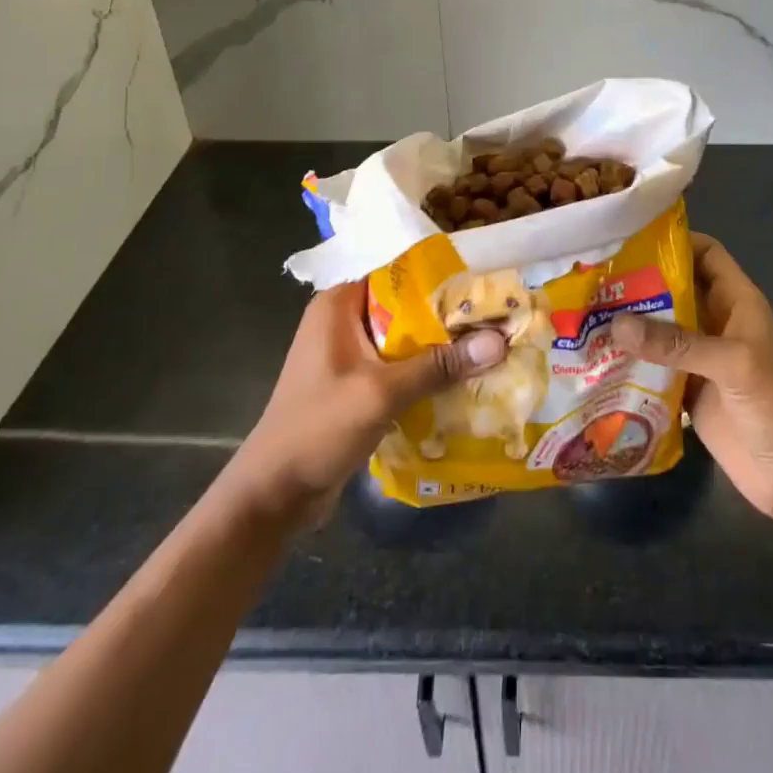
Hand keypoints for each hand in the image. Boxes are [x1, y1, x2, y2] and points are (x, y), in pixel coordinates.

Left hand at [223, 281, 505, 525]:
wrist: (273, 496)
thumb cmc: (318, 428)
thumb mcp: (381, 393)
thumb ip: (438, 365)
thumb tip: (499, 341)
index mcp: (339, 304)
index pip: (401, 277)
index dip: (444, 283)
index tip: (485, 292)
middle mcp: (342, 320)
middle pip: (407, 310)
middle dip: (447, 321)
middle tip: (495, 325)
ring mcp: (346, 355)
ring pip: (404, 342)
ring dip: (439, 352)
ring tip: (487, 352)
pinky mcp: (353, 385)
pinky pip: (396, 369)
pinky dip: (423, 375)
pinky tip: (459, 385)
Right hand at [612, 234, 772, 522]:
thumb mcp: (732, 363)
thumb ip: (676, 343)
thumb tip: (616, 324)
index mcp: (736, 301)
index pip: (706, 254)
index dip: (675, 240)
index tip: (631, 236)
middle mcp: (715, 321)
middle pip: (674, 288)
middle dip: (639, 280)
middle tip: (593, 274)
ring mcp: (699, 356)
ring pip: (660, 327)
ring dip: (629, 322)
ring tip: (584, 309)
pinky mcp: (685, 389)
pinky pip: (652, 365)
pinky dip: (629, 359)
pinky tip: (596, 355)